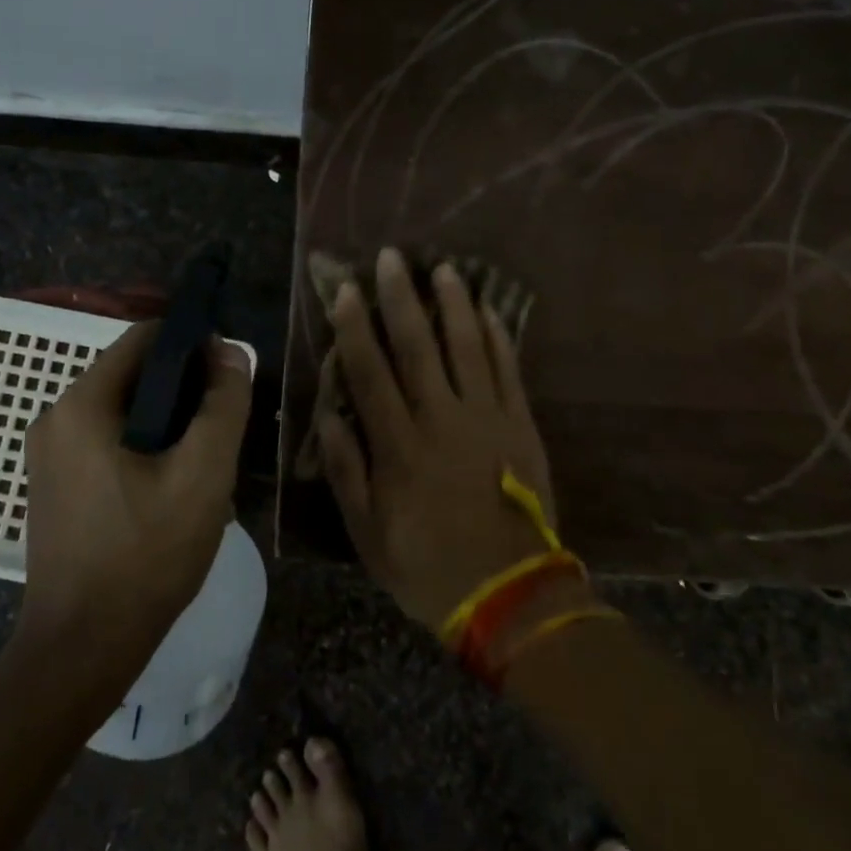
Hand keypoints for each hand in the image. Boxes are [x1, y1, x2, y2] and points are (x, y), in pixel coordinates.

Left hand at [20, 322, 252, 663]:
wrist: (82, 648)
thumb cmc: (146, 555)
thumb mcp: (203, 474)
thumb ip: (223, 405)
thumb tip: (231, 353)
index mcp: (82, 404)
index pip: (144, 337)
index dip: (193, 344)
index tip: (229, 375)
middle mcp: (56, 418)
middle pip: (133, 375)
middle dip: (184, 390)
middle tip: (223, 428)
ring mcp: (50, 455)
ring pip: (124, 412)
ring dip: (169, 423)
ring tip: (204, 463)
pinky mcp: (55, 485)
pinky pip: (108, 443)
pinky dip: (145, 448)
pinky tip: (173, 488)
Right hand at [316, 247, 557, 630]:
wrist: (510, 593)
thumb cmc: (428, 565)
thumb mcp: (368, 533)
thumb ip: (348, 472)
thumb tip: (330, 417)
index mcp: (399, 446)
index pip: (370, 373)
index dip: (356, 328)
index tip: (347, 290)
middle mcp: (440, 420)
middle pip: (417, 347)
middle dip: (401, 298)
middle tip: (392, 257)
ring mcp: (486, 419)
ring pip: (467, 348)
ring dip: (453, 305)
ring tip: (444, 268)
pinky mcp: (520, 425)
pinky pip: (508, 372)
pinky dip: (499, 338)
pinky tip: (490, 310)